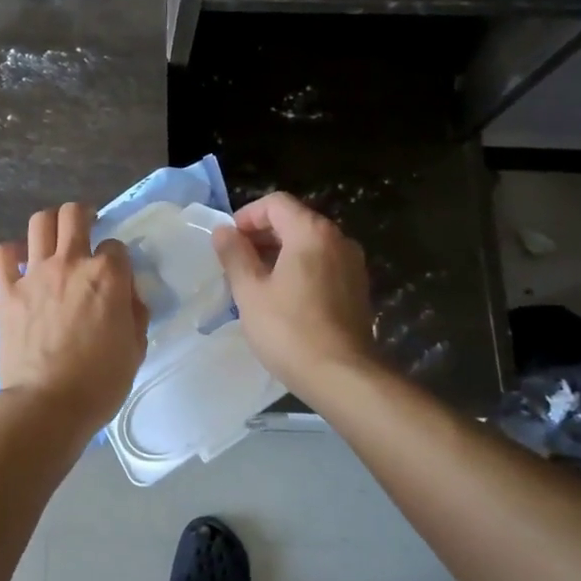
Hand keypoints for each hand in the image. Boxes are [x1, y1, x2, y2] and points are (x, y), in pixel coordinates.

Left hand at [0, 203, 148, 437]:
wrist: (46, 405)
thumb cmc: (98, 383)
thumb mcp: (135, 349)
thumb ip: (134, 314)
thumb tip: (128, 296)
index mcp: (107, 276)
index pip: (116, 246)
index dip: (117, 257)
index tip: (115, 274)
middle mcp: (71, 263)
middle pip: (74, 214)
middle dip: (83, 215)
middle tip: (85, 229)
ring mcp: (35, 274)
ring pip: (39, 222)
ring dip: (49, 225)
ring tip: (53, 239)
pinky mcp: (7, 290)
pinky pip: (1, 254)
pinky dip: (9, 253)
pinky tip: (17, 264)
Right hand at [212, 191, 377, 398]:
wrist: (343, 377)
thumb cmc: (289, 330)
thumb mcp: (250, 292)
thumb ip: (234, 255)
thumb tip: (223, 231)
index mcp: (311, 232)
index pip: (275, 203)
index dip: (247, 216)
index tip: (229, 242)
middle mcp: (338, 239)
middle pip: (294, 220)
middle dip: (261, 235)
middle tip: (237, 262)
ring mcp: (352, 264)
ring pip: (309, 244)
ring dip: (279, 253)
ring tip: (255, 281)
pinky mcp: (357, 288)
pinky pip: (323, 263)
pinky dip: (300, 268)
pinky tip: (283, 297)